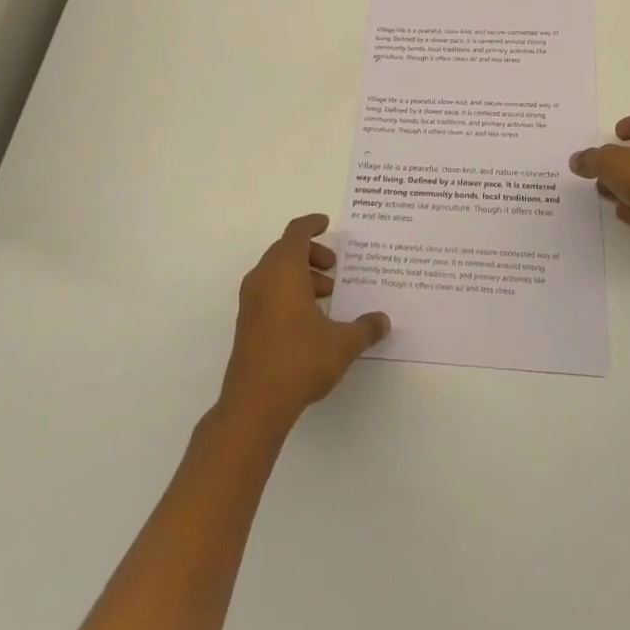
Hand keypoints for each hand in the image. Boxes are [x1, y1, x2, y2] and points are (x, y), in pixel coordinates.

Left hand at [220, 214, 390, 422]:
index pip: (296, 232)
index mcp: (284, 270)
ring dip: (300, 275)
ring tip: (326, 295)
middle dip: (311, 254)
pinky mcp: (246, 324)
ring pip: (275, 272)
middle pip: (285, 250)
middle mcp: (263, 278)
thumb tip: (383, 320)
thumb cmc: (299, 360)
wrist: (254, 405)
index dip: (312, 224)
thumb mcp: (342, 343)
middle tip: (334, 268)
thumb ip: (365, 328)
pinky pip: (268, 292)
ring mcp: (250, 302)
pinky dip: (287, 292)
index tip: (327, 224)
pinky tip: (308, 318)